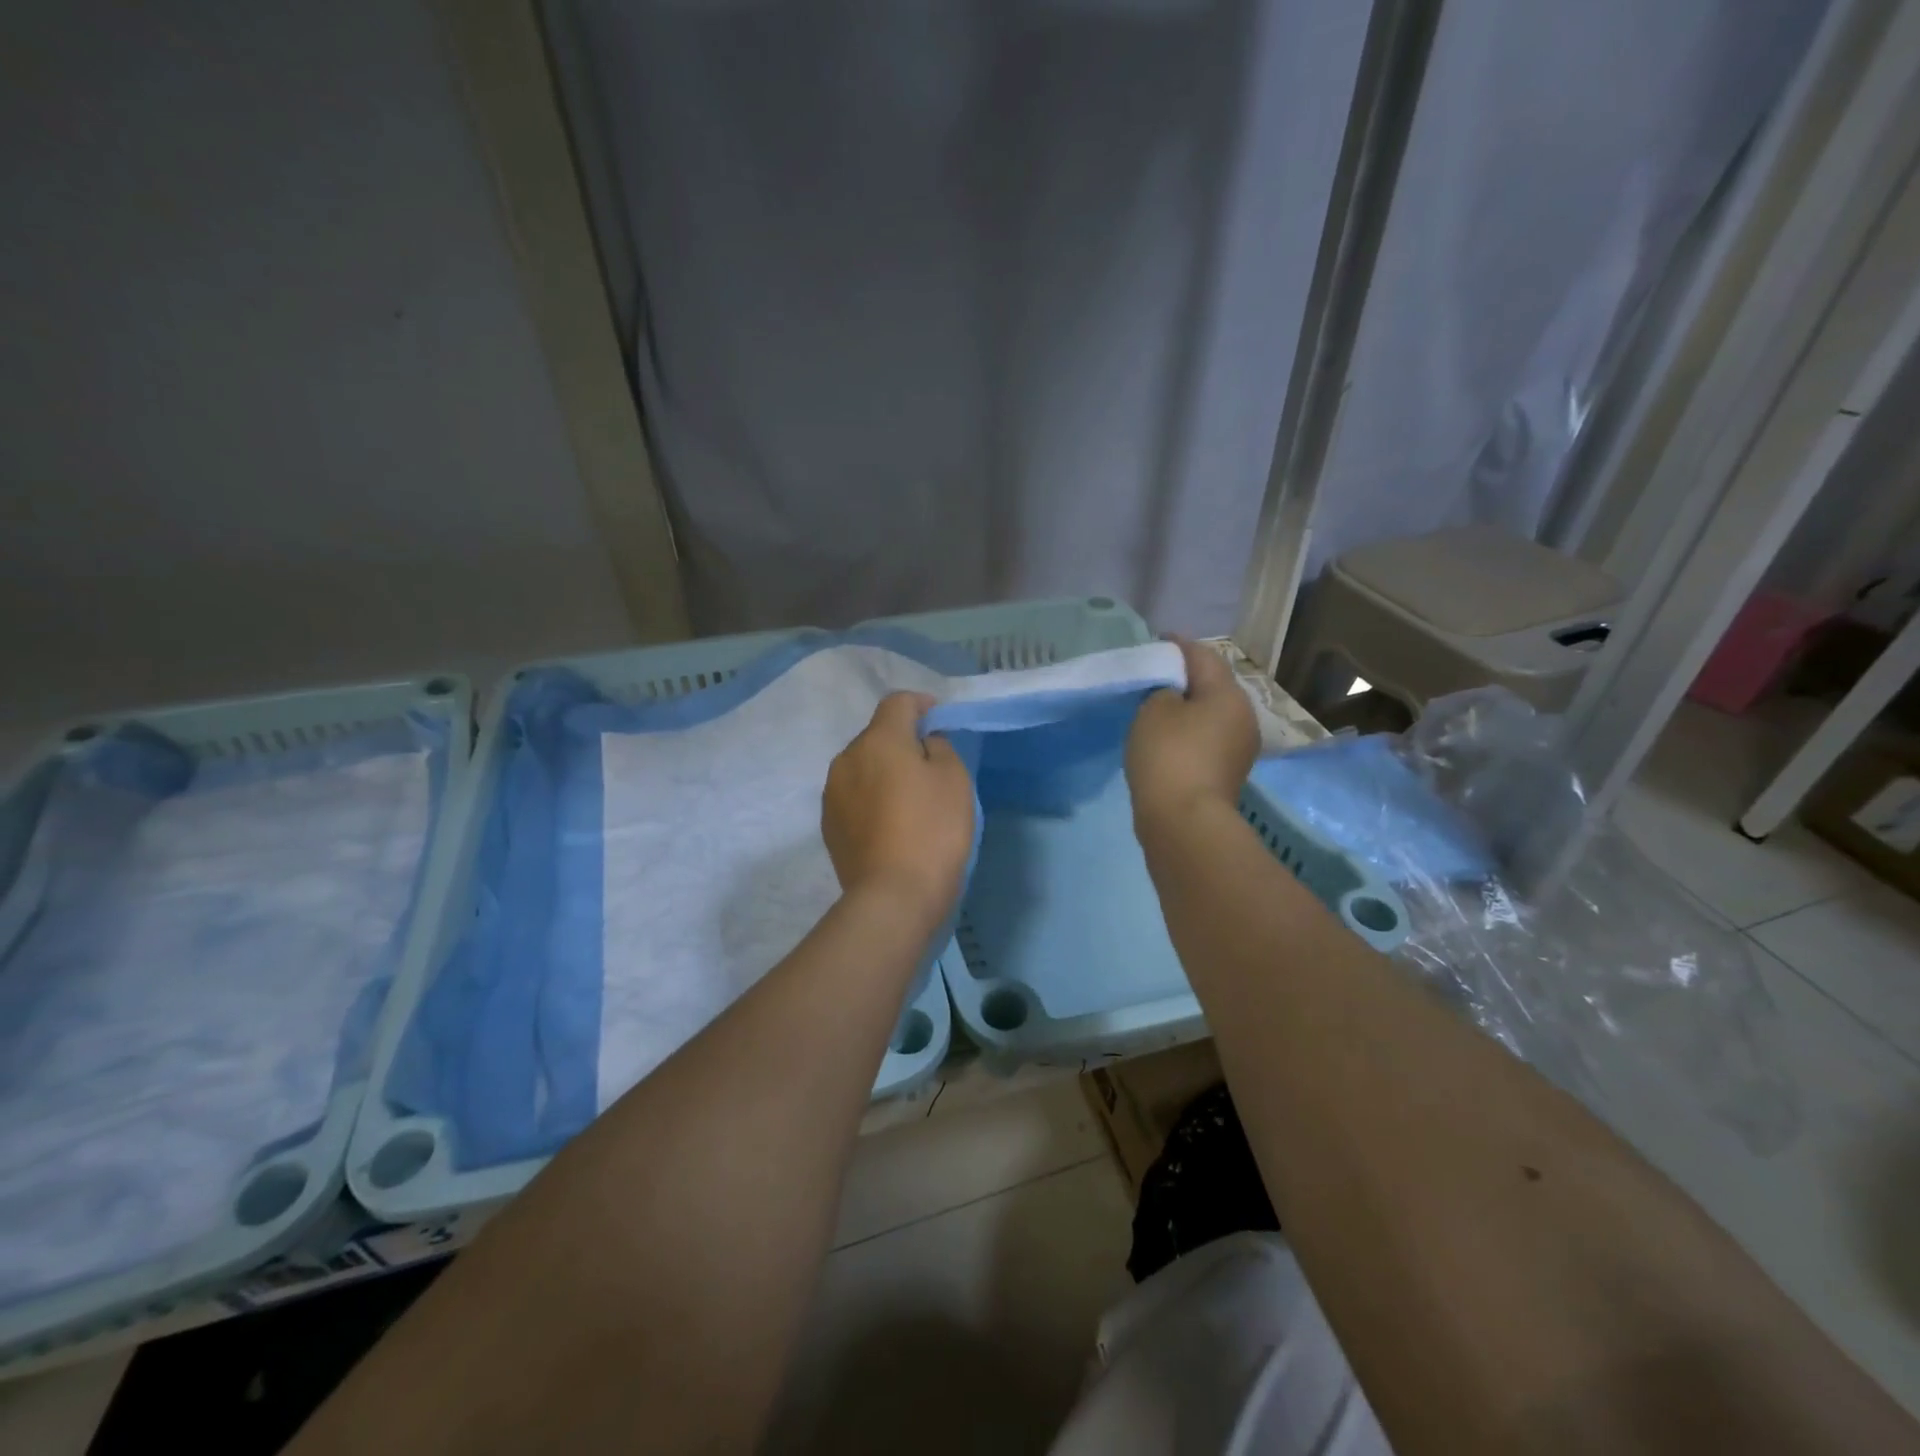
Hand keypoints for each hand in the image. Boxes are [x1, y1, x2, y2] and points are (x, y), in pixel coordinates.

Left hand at [823, 693, 975, 921]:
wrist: (893, 896)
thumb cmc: (932, 830)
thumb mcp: (954, 779)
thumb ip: (940, 747)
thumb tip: (923, 743)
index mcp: (878, 739)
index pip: (898, 702)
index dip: (922, 705)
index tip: (940, 722)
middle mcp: (847, 757)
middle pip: (878, 735)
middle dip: (902, 742)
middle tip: (930, 767)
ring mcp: (832, 792)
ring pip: (863, 766)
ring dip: (884, 771)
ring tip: (909, 799)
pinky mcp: (829, 824)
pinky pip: (854, 796)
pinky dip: (872, 798)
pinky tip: (890, 823)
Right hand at [1126, 638, 1258, 828]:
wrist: (1184, 821)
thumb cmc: (1169, 755)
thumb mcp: (1154, 709)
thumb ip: (1162, 689)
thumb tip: (1173, 695)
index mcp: (1228, 693)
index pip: (1202, 655)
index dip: (1176, 645)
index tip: (1155, 641)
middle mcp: (1244, 715)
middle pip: (1212, 684)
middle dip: (1185, 676)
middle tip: (1153, 675)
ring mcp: (1240, 746)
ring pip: (1211, 713)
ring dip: (1187, 706)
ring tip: (1157, 707)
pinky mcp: (1228, 771)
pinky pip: (1208, 737)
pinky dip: (1189, 731)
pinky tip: (1167, 737)